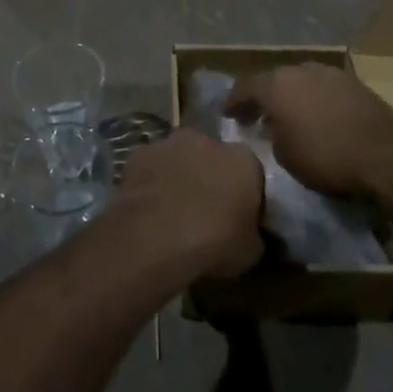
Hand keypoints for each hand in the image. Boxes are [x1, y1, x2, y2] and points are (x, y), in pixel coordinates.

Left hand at [116, 131, 263, 279]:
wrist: (155, 237)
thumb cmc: (213, 242)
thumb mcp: (250, 251)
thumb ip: (254, 234)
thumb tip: (250, 235)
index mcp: (242, 159)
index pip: (251, 172)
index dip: (245, 195)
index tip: (239, 218)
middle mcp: (206, 140)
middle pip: (213, 157)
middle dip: (210, 177)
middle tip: (205, 211)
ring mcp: (168, 143)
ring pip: (180, 158)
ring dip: (180, 176)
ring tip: (174, 212)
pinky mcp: (138, 153)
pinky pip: (151, 167)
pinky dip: (152, 181)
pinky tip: (149, 209)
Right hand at [230, 64, 392, 200]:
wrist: (385, 154)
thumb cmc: (326, 157)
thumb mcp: (285, 156)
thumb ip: (272, 135)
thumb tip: (274, 128)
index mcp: (275, 85)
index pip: (244, 88)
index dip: (233, 102)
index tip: (226, 114)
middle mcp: (299, 70)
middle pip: (272, 80)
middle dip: (262, 97)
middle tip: (256, 115)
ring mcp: (328, 72)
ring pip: (299, 81)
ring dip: (291, 96)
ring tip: (288, 115)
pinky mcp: (353, 82)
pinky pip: (322, 87)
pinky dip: (313, 98)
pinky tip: (316, 115)